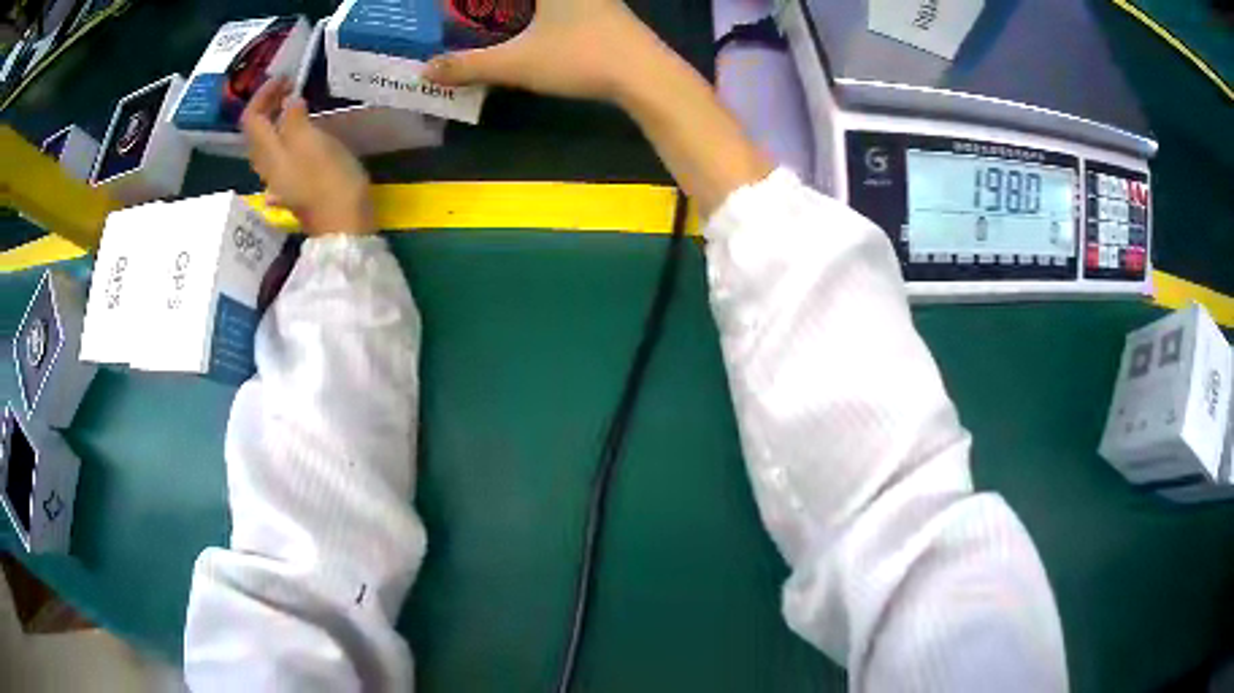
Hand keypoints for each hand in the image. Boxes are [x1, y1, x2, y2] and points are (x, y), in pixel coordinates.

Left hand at [241, 78, 374, 235]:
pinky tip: (302, 134)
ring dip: (278, 121)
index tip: (286, 78)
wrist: (343, 226)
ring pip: (268, 145)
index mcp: (268, 153)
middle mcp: (267, 166)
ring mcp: (280, 179)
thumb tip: (289, 103)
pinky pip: (281, 156)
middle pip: (257, 132)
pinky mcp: (294, 187)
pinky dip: (287, 137)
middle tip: (292, 87)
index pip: (251, 118)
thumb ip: (295, 120)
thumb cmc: (329, 181)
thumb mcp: (312, 142)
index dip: (264, 94)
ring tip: (298, 105)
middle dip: (270, 105)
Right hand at [424, 0, 659, 103]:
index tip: (461, 7)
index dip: (480, 2)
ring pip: (554, 1)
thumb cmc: (581, 58)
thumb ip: (469, 66)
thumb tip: (426, 72)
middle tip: (470, 12)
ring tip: (496, 16)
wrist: (647, 76)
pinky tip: (536, 22)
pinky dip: (545, 10)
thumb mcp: (518, 63)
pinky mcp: (606, 10)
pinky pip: (567, 5)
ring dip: (520, 8)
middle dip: (494, 6)